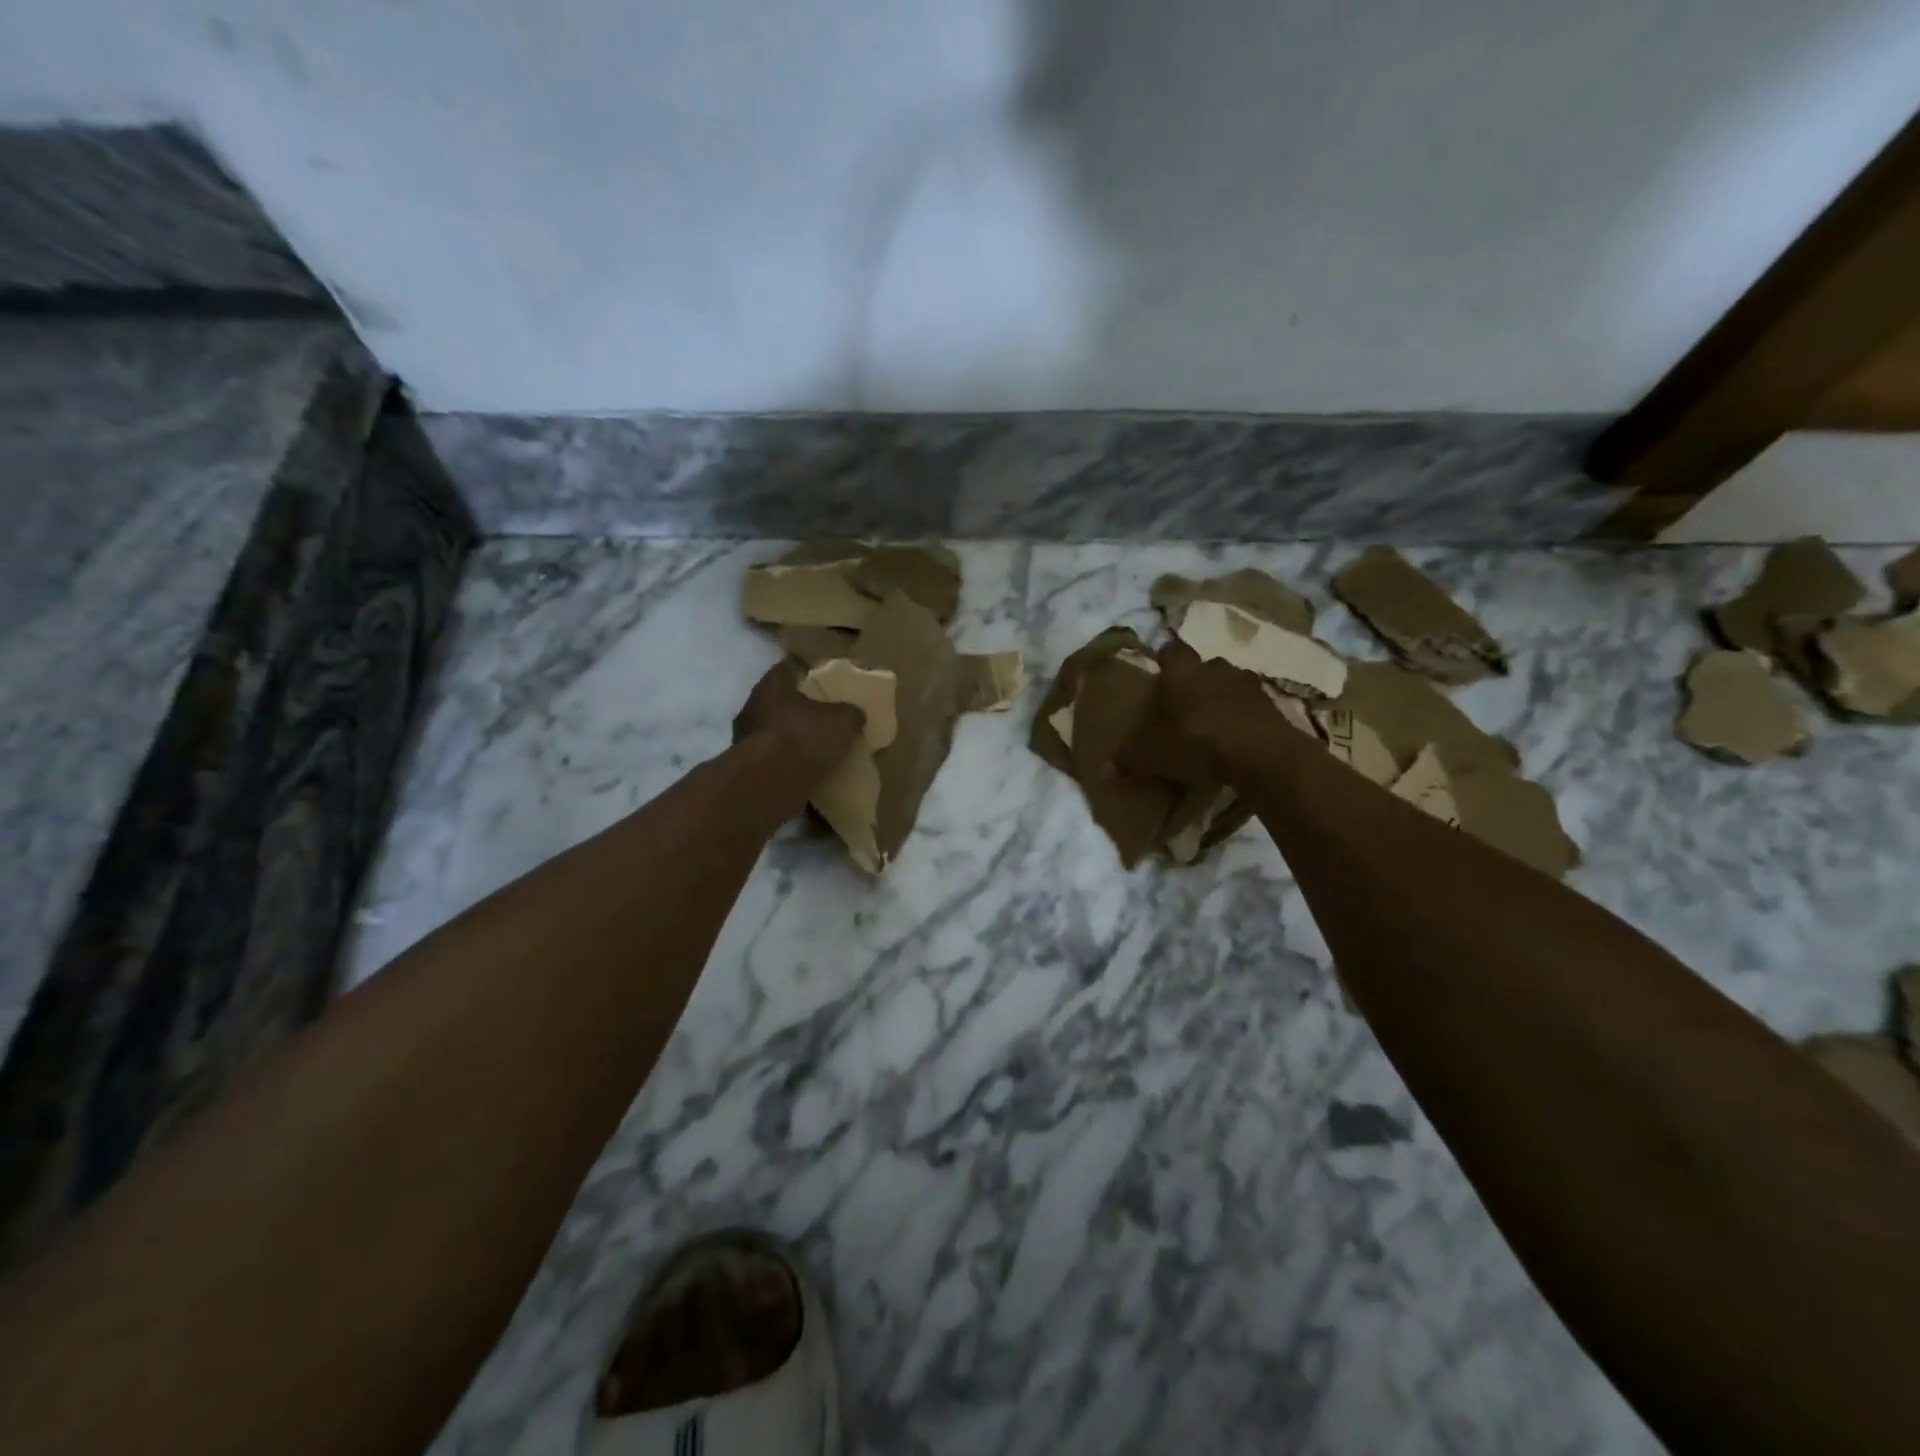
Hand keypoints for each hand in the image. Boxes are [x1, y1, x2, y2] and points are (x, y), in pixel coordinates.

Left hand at [733, 662, 866, 776]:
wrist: (770, 783)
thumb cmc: (804, 737)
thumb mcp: (843, 721)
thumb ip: (849, 713)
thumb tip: (855, 714)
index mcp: (772, 685)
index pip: (787, 669)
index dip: (806, 672)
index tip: (822, 679)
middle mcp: (753, 707)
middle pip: (779, 702)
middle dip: (799, 709)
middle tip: (824, 716)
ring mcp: (745, 740)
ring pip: (774, 733)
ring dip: (792, 740)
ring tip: (818, 749)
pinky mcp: (747, 769)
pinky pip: (772, 761)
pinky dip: (787, 765)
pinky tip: (807, 772)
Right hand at [1121, 639, 1298, 783]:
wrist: (1259, 753)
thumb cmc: (1195, 741)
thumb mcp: (1152, 756)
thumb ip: (1128, 760)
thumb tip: (1103, 772)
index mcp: (1182, 671)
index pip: (1170, 651)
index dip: (1165, 662)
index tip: (1159, 676)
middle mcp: (1215, 667)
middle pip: (1202, 666)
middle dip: (1194, 681)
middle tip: (1183, 705)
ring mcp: (1247, 683)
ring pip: (1229, 683)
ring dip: (1221, 697)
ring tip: (1211, 722)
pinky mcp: (1271, 704)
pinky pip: (1251, 705)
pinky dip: (1243, 716)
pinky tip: (1236, 737)